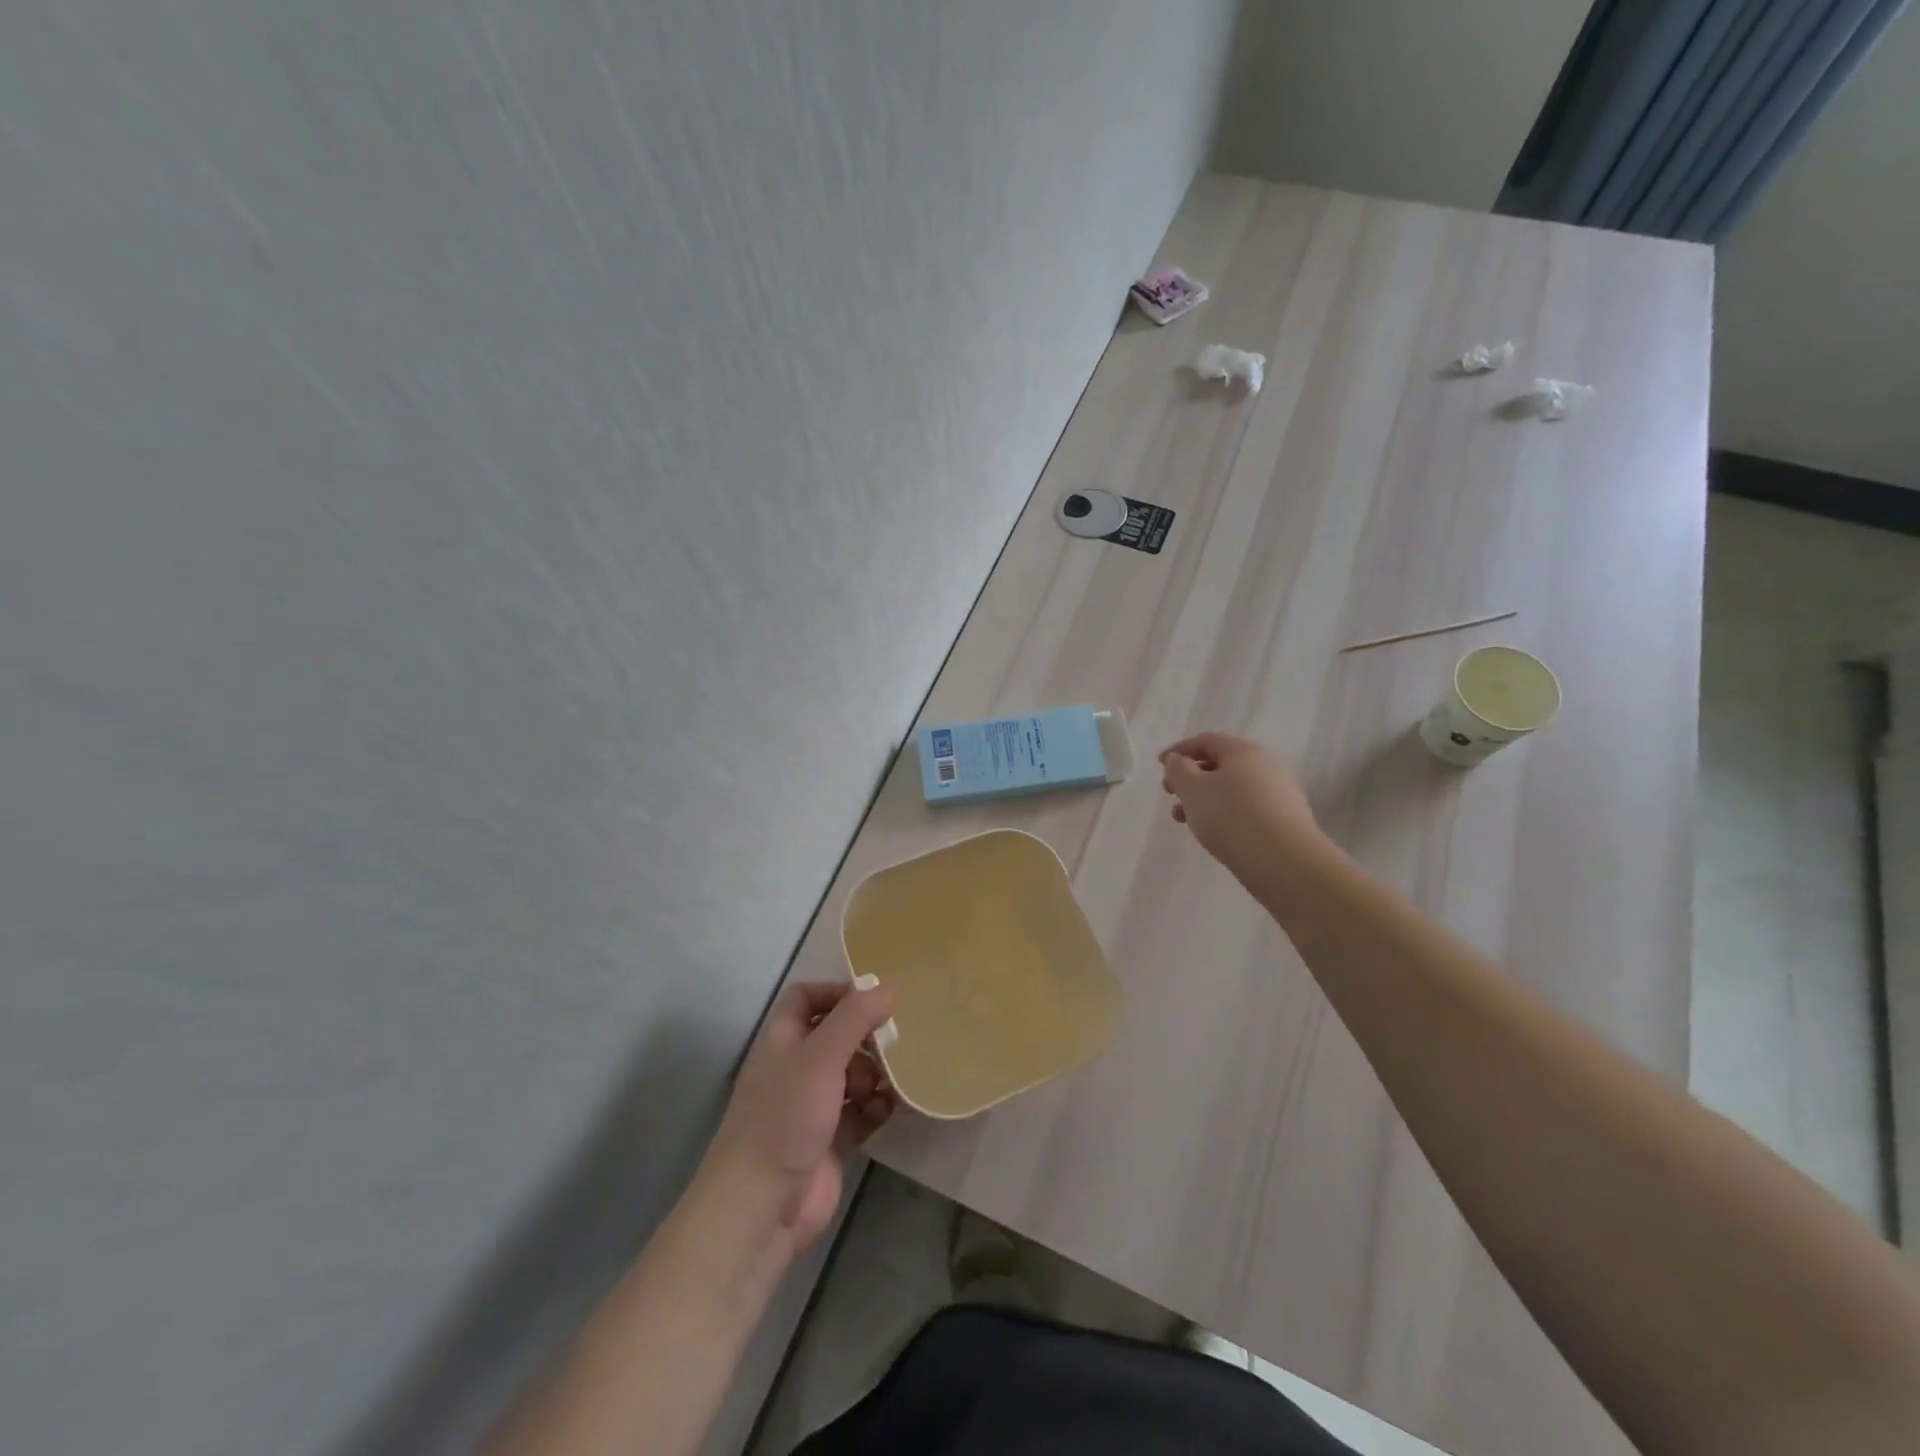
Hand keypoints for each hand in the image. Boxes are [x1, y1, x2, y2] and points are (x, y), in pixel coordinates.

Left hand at [706, 981, 896, 1256]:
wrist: (762, 1206)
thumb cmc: (786, 1116)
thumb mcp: (821, 1056)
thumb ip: (855, 1018)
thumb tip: (887, 989)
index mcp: (782, 1040)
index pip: (805, 997)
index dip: (836, 992)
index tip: (873, 999)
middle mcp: (796, 1068)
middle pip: (836, 1036)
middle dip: (865, 1036)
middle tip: (894, 1041)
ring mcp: (813, 1107)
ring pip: (852, 1075)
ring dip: (876, 1073)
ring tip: (891, 1081)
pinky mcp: (831, 1141)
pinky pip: (861, 1112)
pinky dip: (878, 1107)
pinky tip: (892, 1108)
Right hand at [1159, 732, 1320, 880]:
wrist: (1284, 861)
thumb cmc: (1231, 817)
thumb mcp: (1193, 790)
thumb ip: (1179, 770)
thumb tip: (1177, 759)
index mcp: (1243, 751)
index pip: (1206, 741)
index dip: (1179, 750)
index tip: (1159, 765)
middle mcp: (1265, 765)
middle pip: (1221, 764)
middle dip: (1191, 777)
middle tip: (1170, 793)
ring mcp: (1279, 792)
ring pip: (1232, 788)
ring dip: (1204, 798)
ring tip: (1183, 818)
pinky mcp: (1285, 819)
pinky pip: (1247, 807)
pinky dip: (1224, 812)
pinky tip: (1213, 831)